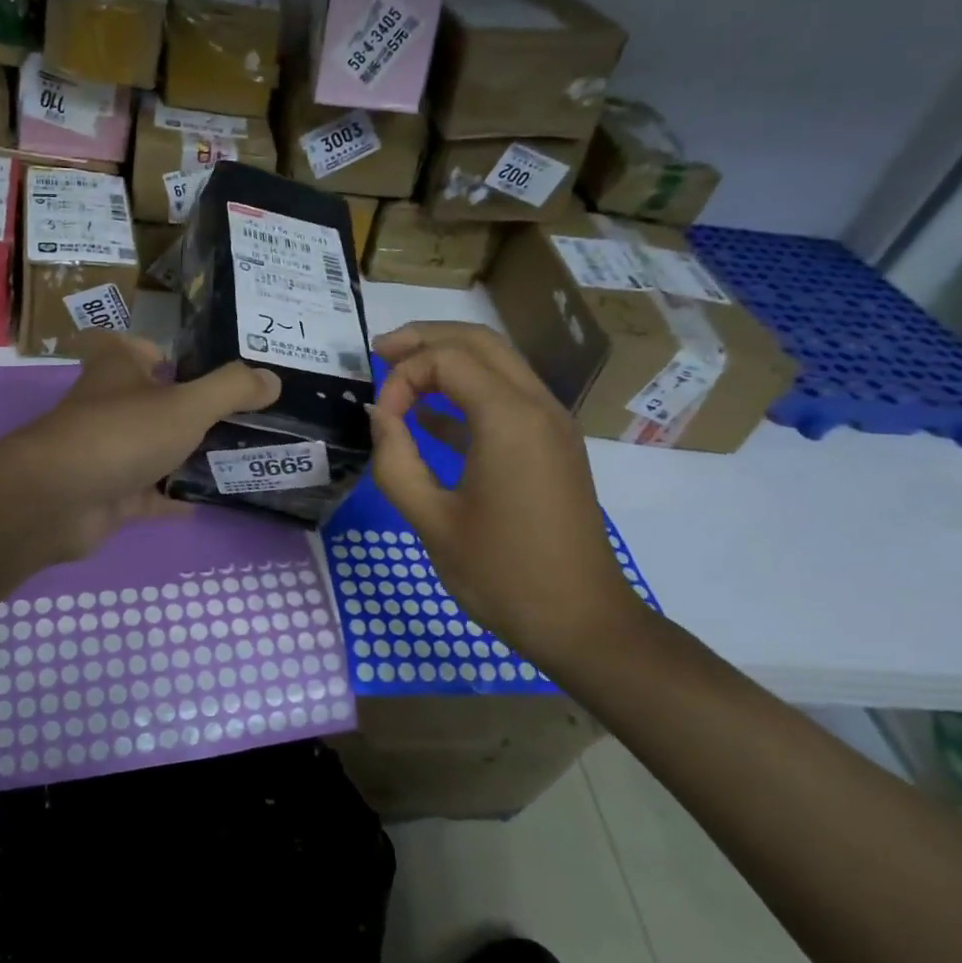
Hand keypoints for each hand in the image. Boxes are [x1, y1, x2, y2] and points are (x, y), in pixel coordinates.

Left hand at [1, 333, 281, 562]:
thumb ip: (232, 389)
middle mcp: (108, 404)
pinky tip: (209, 502)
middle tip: (244, 415)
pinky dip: (173, 497)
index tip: (208, 367)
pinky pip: (148, 493)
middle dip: (190, 407)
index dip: (167, 352)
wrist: (58, 500)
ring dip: (185, 453)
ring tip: (238, 455)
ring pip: (152, 447)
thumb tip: (273, 377)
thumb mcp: (187, 404)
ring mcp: (106, 451)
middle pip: (152, 400)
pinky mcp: (107, 493)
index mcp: (119, 367)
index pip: (140, 347)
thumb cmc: (122, 433)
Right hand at [369, 321, 638, 663]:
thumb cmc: (502, 574)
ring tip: (399, 371)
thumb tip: (380, 415)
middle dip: (425, 340)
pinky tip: (431, 415)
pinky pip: (508, 395)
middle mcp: (538, 406)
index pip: (446, 360)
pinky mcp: (553, 445)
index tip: (381, 420)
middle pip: (478, 342)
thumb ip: (395, 460)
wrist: (581, 622)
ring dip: (447, 359)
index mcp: (510, 419)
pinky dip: (468, 390)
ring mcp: (552, 424)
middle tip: (379, 351)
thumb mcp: (431, 521)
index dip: (402, 378)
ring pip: (497, 363)